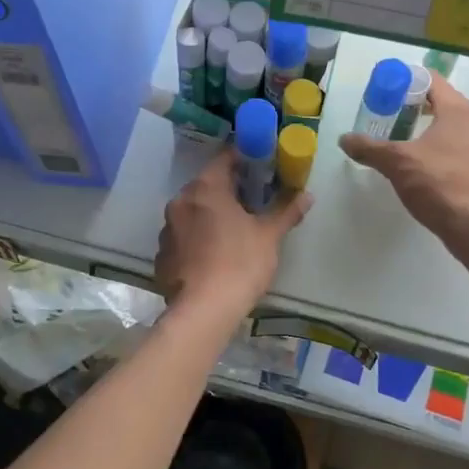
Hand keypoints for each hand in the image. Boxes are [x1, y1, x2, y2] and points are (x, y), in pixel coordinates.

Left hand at [154, 148, 311, 312]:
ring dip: (210, 214)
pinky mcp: (162, 255)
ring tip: (233, 230)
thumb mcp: (269, 235)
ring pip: (193, 211)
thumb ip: (286, 210)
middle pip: (207, 185)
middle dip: (229, 189)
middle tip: (253, 200)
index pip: (225, 158)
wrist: (204, 310)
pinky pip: (183, 237)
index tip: (261, 165)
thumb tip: (307, 194)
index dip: (245, 158)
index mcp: (206, 188)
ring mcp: (166, 229)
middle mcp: (180, 201)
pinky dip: (197, 239)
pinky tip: (213, 255)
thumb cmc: (240, 263)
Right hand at [338, 74, 468, 248]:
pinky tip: (421, 164)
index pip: (431, 80)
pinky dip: (438, 147)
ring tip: (401, 140)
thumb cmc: (438, 184)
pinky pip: (458, 146)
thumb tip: (345, 140)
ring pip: (451, 126)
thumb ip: (369, 148)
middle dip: (414, 105)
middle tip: (387, 115)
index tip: (385, 90)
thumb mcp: (397, 163)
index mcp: (458, 110)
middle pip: (442, 102)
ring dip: (426, 127)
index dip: (406, 80)